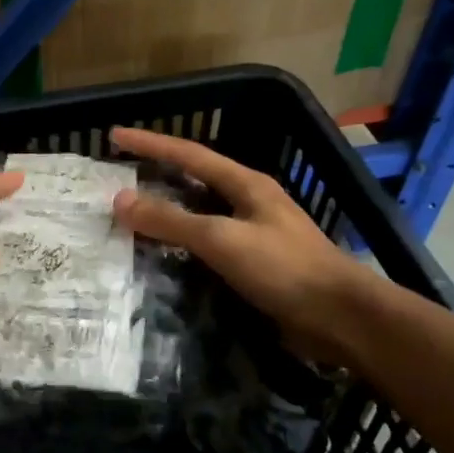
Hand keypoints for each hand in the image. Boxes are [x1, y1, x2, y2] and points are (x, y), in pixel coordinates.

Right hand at [110, 127, 374, 366]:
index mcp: (246, 184)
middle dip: (158, 173)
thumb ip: (171, 220)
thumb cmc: (284, 269)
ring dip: (168, 210)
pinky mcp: (255, 264)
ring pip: (200, 213)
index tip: (114, 135)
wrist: (339, 317)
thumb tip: (121, 199)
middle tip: (119, 174)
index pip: (189, 154)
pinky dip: (181, 243)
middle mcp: (249, 202)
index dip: (151, 143)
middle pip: (195, 179)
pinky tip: (164, 254)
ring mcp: (254, 233)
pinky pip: (208, 244)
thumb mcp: (222, 239)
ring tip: (132, 212)